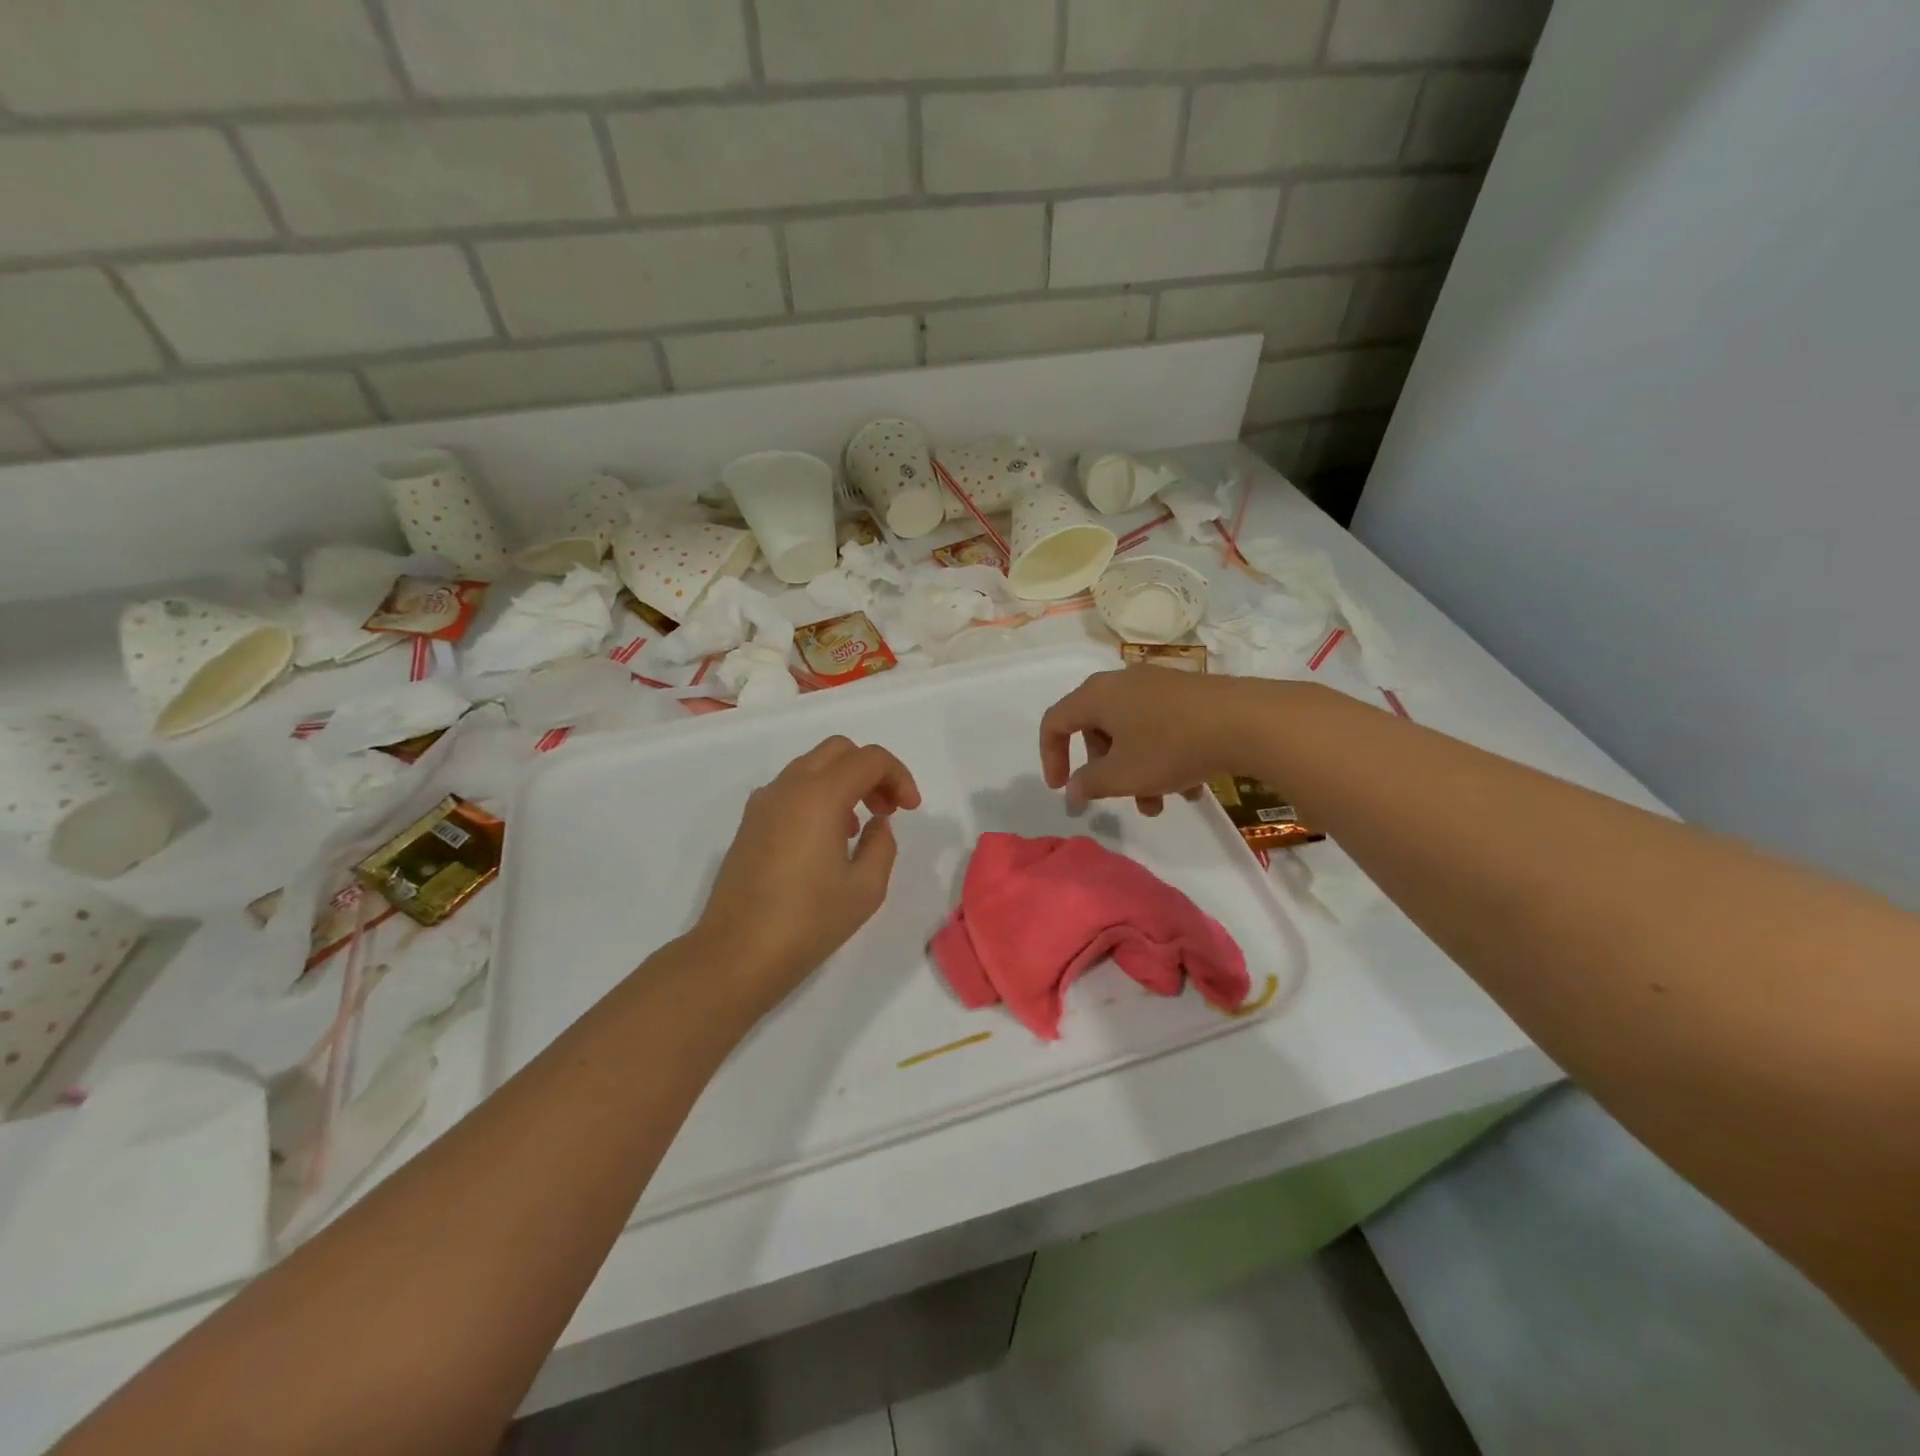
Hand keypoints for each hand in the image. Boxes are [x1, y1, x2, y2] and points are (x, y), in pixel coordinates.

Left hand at [693, 736, 921, 1012]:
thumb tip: (875, 824)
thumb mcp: (866, 888)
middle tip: (887, 809)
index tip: (910, 810)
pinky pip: (791, 789)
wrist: (736, 955)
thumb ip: (882, 844)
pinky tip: (825, 839)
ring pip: (812, 766)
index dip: (899, 776)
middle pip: (838, 750)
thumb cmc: (808, 922)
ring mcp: (763, 803)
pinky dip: (817, 795)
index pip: (869, 759)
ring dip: (843, 782)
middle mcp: (788, 787)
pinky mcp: (749, 823)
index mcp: (819, 796)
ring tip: (858, 827)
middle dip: (871, 771)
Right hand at [1039, 667, 1270, 815]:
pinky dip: (1164, 757)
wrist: (1247, 721)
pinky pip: (1161, 727)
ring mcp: (1158, 685)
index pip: (1055, 722)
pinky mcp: (1188, 694)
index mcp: (1097, 696)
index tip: (1063, 789)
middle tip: (1118, 797)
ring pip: (1132, 732)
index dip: (1051, 757)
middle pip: (1096, 728)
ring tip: (1160, 804)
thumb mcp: (1123, 775)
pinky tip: (1190, 788)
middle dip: (1104, 770)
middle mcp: (1123, 683)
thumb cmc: (1170, 746)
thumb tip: (1073, 790)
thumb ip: (1090, 784)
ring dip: (1137, 771)